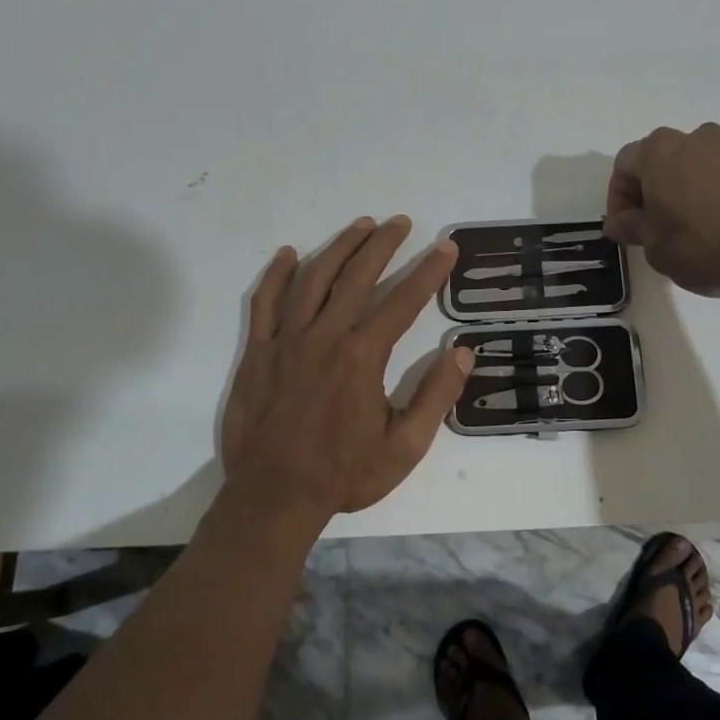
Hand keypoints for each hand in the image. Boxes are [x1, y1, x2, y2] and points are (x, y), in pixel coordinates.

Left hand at [221, 216, 472, 526]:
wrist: (274, 497)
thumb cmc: (344, 474)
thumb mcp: (404, 446)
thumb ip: (435, 397)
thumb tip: (462, 353)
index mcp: (363, 356)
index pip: (403, 301)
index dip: (428, 272)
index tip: (444, 247)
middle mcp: (325, 336)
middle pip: (357, 276)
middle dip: (383, 245)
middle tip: (401, 222)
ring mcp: (286, 341)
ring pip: (313, 279)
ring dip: (339, 248)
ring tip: (360, 226)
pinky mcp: (257, 352)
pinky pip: (264, 303)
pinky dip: (276, 275)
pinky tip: (289, 255)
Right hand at [604, 123, 719, 299]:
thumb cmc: (702, 244)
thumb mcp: (653, 245)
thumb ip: (631, 227)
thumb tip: (620, 222)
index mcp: (658, 151)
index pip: (624, 166)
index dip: (617, 199)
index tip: (624, 229)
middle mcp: (692, 138)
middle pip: (658, 161)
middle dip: (649, 193)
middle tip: (650, 229)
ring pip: (690, 167)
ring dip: (679, 193)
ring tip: (684, 231)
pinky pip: (718, 177)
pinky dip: (708, 196)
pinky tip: (714, 229)